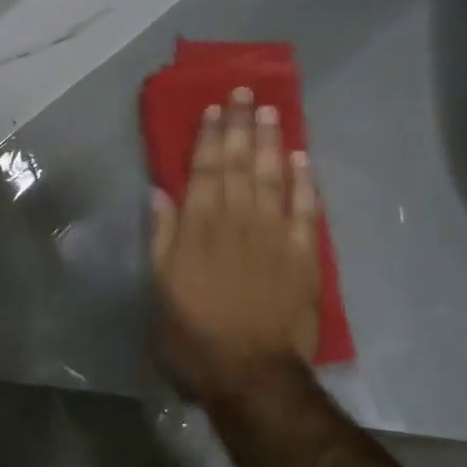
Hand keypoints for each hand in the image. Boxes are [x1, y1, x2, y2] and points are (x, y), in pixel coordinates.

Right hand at [151, 88, 319, 399]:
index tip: (213, 108)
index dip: (208, 137)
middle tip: (244, 92)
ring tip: (269, 110)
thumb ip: (162, 237)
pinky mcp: (303, 255)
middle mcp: (238, 222)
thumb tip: (160, 192)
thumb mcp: (161, 289)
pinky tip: (301, 157)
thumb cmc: (195, 336)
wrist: (252, 375)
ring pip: (272, 178)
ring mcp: (274, 236)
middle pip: (239, 165)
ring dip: (270, 142)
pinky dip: (304, 182)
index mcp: (200, 229)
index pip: (205, 171)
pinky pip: (306, 210)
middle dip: (240, 126)